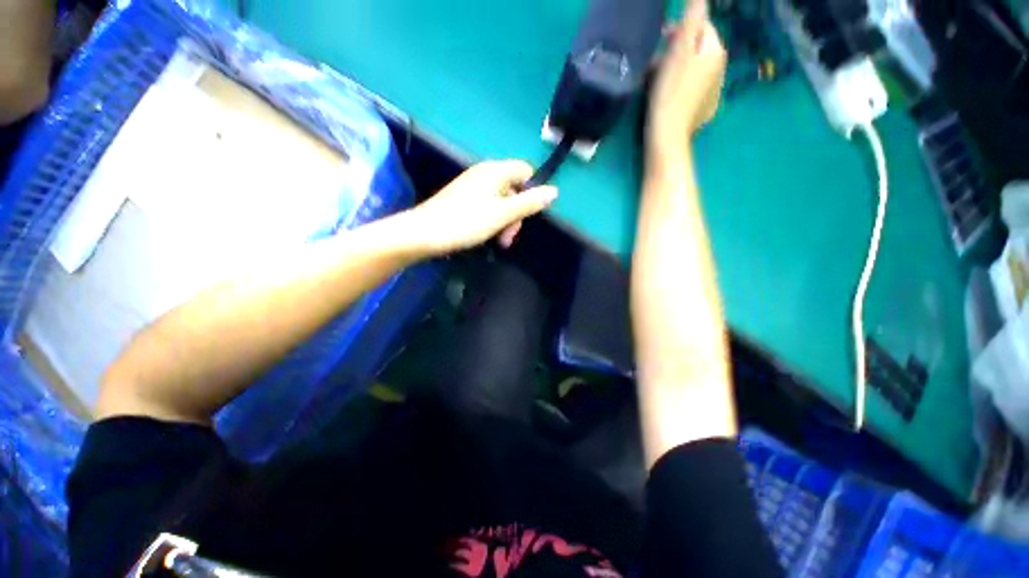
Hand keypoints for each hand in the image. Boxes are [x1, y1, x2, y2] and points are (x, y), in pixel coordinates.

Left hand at [409, 160, 557, 253]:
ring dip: (505, 221)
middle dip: (516, 213)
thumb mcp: (502, 214)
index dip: (532, 192)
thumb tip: (555, 191)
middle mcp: (485, 174)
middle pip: (514, 189)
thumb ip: (529, 202)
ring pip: (501, 201)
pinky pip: (488, 206)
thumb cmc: (466, 222)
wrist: (425, 233)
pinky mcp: (464, 199)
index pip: (526, 172)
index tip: (526, 214)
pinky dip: (492, 220)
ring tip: (499, 241)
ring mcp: (473, 187)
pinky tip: (487, 235)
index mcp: (496, 171)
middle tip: (509, 236)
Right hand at [647, 0, 726, 159]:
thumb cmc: (670, 91)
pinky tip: (669, 97)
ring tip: (659, 82)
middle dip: (678, 50)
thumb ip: (692, 19)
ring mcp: (714, 92)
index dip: (681, 28)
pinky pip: (694, 89)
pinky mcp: (704, 110)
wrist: (668, 135)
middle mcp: (721, 69)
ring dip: (679, 69)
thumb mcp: (679, 50)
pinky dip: (682, 87)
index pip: (703, 26)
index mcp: (716, 52)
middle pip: (699, 49)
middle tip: (655, 63)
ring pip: (696, 70)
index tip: (661, 38)